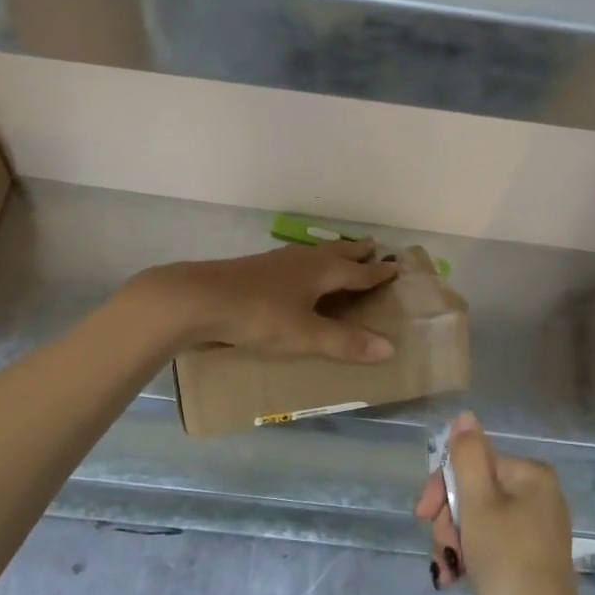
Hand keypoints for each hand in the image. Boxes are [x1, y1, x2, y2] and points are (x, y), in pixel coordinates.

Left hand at [133, 240, 398, 361]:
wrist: (198, 299)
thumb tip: (390, 347)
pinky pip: (295, 262)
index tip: (396, 267)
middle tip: (373, 246)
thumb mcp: (305, 334)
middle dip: (356, 252)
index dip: (377, 272)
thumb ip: (344, 342)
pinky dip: (308, 264)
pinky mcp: (256, 269)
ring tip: (339, 255)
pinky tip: (296, 273)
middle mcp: (303, 259)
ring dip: (332, 254)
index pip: (358, 271)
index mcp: (321, 270)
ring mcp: (277, 261)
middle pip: (337, 253)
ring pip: (314, 254)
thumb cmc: (259, 315)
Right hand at [421, 412, 588, 594]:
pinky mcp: (531, 558)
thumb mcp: (479, 504)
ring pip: (477, 518)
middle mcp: (538, 494)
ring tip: (449, 570)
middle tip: (442, 549)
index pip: (472, 462)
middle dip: (449, 519)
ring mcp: (536, 527)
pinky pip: (491, 542)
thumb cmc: (507, 564)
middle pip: (474, 490)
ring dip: (455, 540)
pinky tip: (457, 578)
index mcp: (531, 474)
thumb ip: (468, 456)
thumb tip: (465, 416)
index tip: (423, 516)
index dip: (442, 487)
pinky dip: (471, 555)